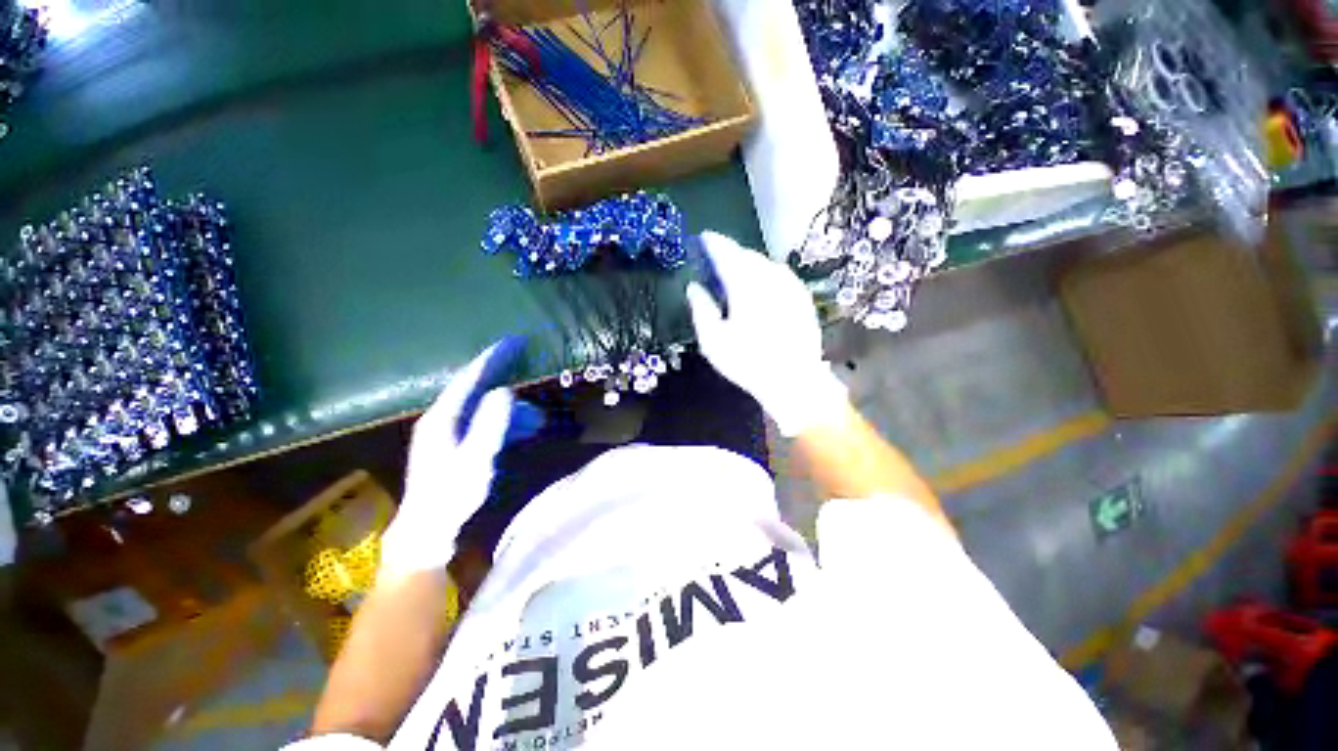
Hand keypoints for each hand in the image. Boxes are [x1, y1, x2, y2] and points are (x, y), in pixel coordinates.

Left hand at [380, 338, 540, 578]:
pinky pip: (487, 423)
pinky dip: (508, 423)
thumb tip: (505, 391)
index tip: (516, 341)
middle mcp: (444, 418)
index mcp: (444, 417)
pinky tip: (526, 431)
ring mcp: (450, 431)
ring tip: (540, 419)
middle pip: (479, 387)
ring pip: (486, 407)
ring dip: (514, 409)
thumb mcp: (476, 459)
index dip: (494, 357)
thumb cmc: (451, 494)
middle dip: (507, 376)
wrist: (429, 529)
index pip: (471, 377)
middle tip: (531, 365)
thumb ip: (491, 424)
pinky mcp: (458, 444)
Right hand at [686, 231, 846, 436]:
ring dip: (749, 263)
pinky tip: (762, 286)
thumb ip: (701, 308)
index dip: (714, 242)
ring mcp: (790, 285)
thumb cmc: (747, 361)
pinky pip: (780, 275)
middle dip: (731, 253)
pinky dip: (766, 274)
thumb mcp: (713, 340)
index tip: (704, 237)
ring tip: (737, 273)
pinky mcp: (802, 297)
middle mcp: (769, 277)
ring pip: (765, 263)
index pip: (726, 252)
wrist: (793, 379)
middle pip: (747, 255)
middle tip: (717, 260)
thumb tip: (693, 287)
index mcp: (745, 284)